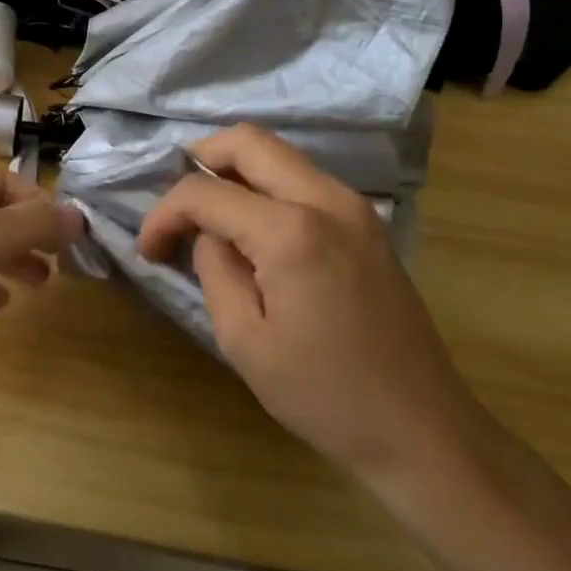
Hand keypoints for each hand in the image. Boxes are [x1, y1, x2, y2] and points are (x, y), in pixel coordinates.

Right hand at [136, 125, 488, 492]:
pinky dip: (266, 187)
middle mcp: (326, 198)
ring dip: (234, 172)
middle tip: (177, 208)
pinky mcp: (367, 222)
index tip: (148, 249)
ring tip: (209, 219)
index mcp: (291, 229)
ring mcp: (354, 205)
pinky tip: (252, 231)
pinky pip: (303, 179)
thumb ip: (214, 269)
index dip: (165, 213)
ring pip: (278, 154)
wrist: (422, 428)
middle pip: (247, 141)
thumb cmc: (325, 394)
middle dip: (198, 161)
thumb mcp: (244, 340)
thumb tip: (208, 235)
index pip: (206, 191)